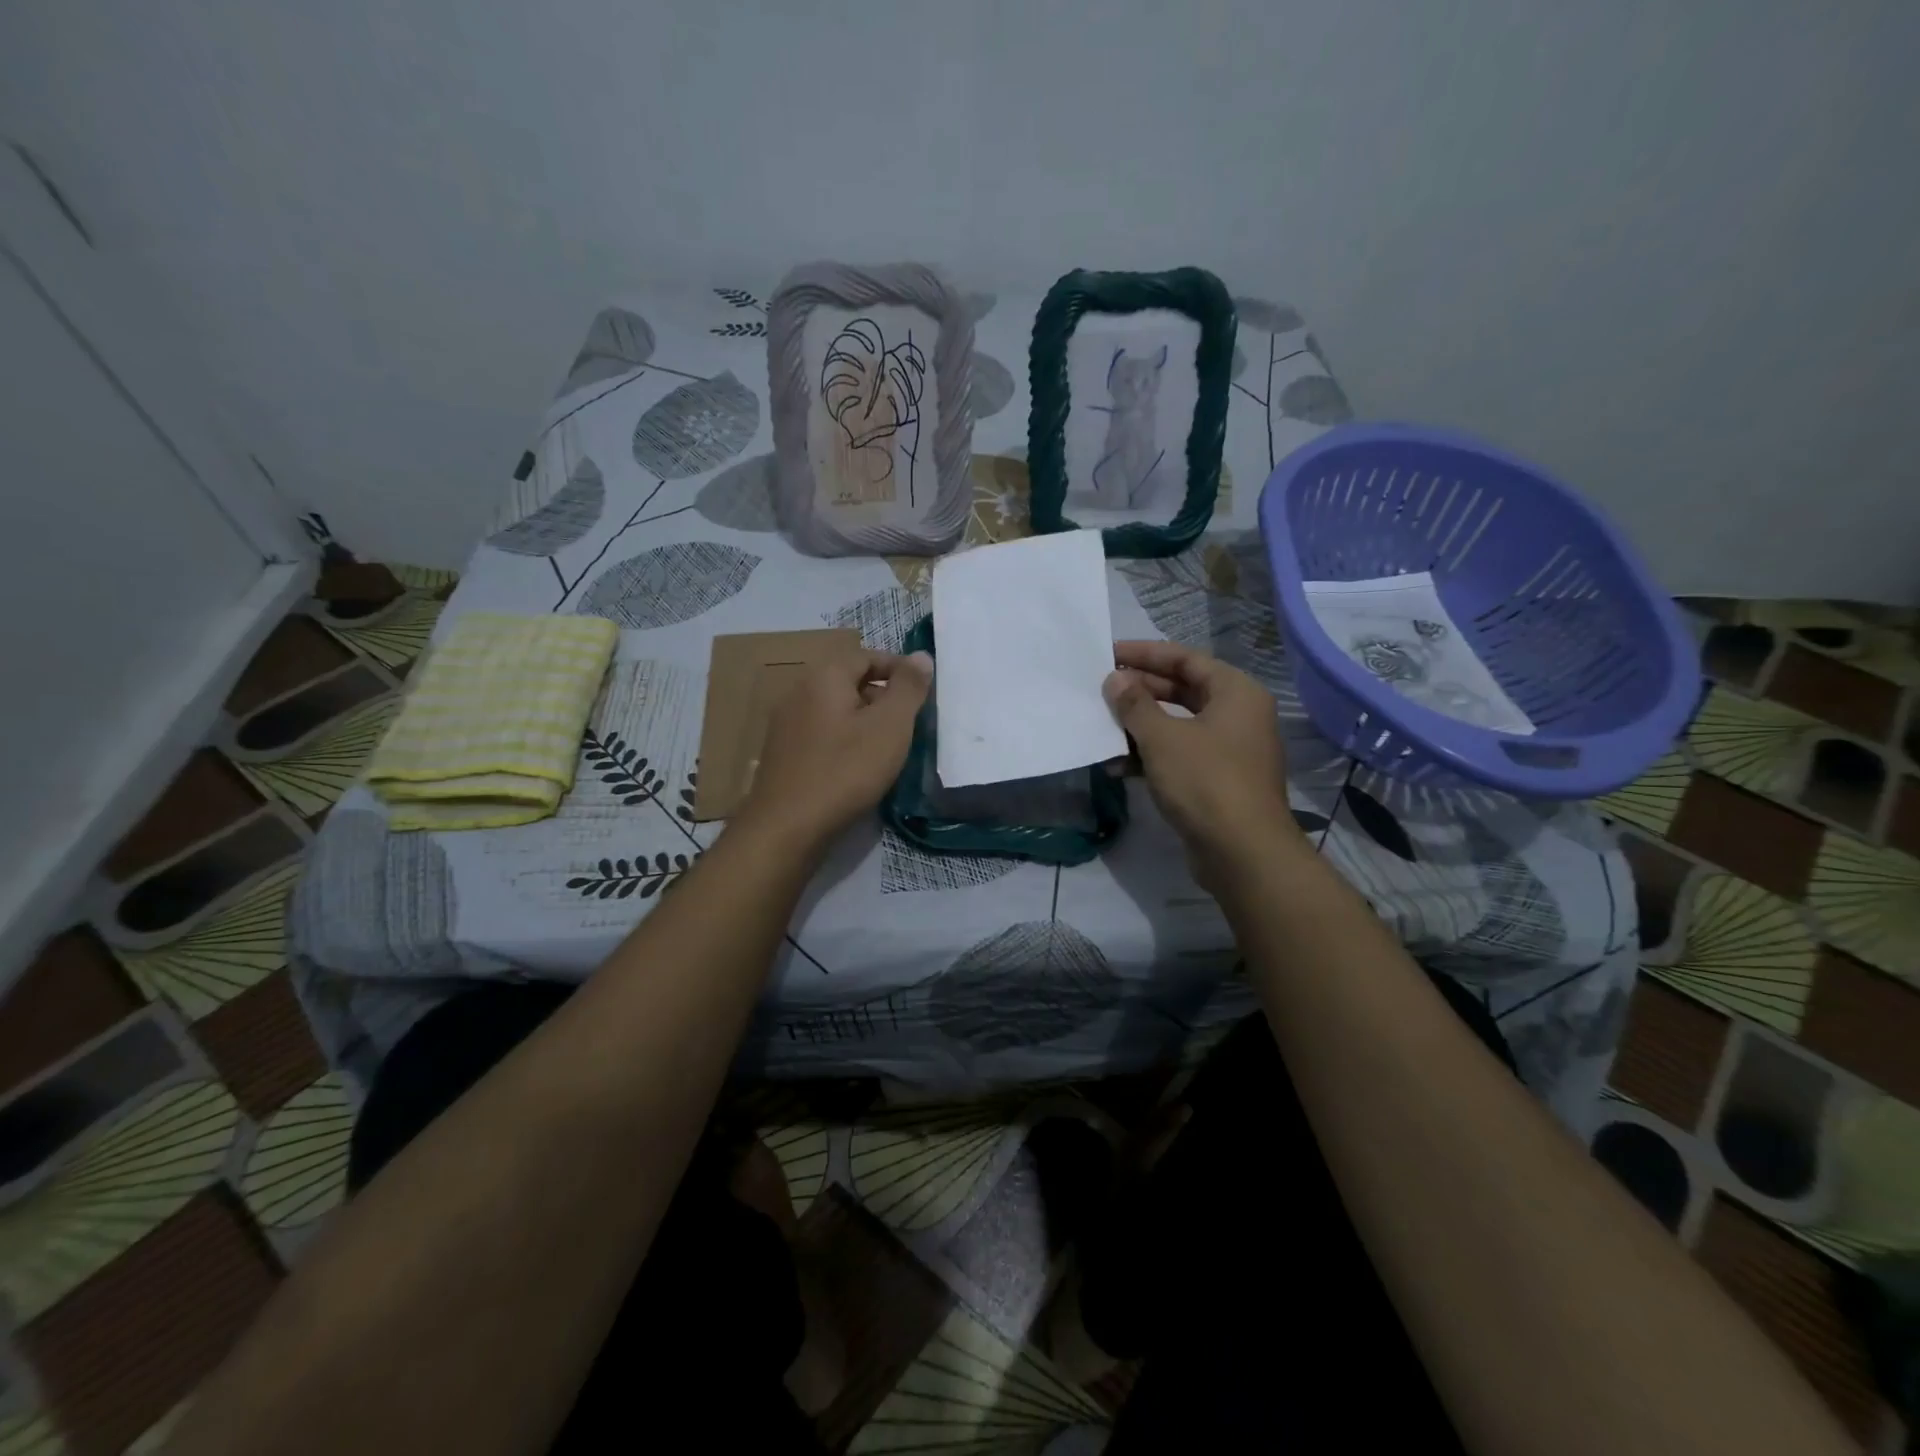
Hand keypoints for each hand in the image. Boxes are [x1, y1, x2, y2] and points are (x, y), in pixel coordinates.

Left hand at [736, 649, 932, 848]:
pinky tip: (857, 768)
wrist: (787, 827)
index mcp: (824, 676)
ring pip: (835, 710)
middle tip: (909, 723)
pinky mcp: (782, 754)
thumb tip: (921, 656)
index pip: (866, 656)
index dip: (899, 669)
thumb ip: (908, 688)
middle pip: (849, 681)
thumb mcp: (890, 726)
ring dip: (864, 721)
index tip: (922, 693)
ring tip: (888, 748)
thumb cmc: (845, 771)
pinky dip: (844, 741)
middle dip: (882, 697)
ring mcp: (785, 724)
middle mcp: (798, 691)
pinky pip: (821, 734)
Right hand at [1103, 640, 1297, 864]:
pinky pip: (1180, 755)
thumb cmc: (1205, 781)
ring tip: (1103, 725)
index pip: (1185, 659)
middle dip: (1140, 690)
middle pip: (1183, 690)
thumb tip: (1115, 680)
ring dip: (1141, 725)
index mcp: (1236, 692)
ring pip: (1178, 725)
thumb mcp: (1163, 738)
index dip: (1145, 654)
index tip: (1109, 653)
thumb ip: (1135, 704)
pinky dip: (1151, 755)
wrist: (1242, 853)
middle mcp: (1238, 715)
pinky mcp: (1218, 781)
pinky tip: (1117, 764)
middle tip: (1102, 689)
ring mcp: (1230, 750)